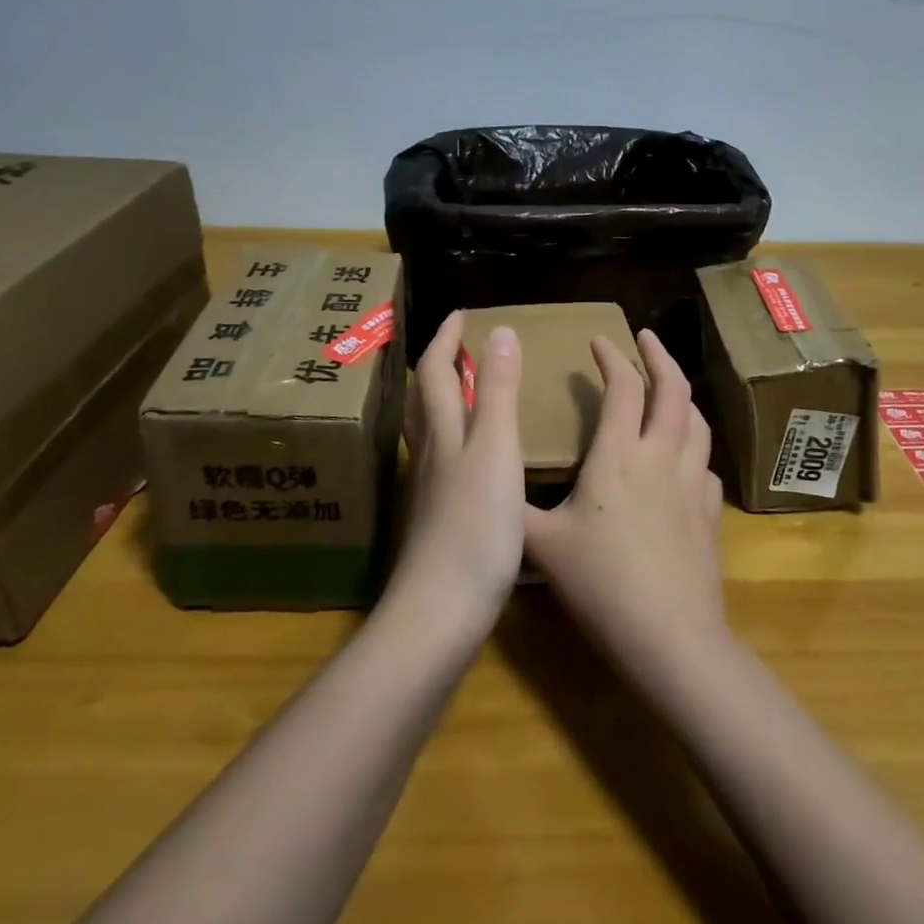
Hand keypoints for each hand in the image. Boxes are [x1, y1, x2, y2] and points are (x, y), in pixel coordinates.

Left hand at [391, 310, 526, 632]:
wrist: (441, 610)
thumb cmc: (475, 525)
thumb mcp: (497, 449)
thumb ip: (500, 391)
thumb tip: (499, 331)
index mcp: (444, 431)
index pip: (434, 371)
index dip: (445, 339)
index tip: (460, 313)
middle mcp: (431, 453)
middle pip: (423, 399)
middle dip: (436, 365)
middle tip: (456, 345)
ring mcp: (430, 488)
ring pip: (429, 430)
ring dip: (441, 400)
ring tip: (462, 390)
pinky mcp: (437, 518)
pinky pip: (441, 460)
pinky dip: (453, 439)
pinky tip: (470, 457)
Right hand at [522, 329, 725, 671]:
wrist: (670, 636)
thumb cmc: (601, 584)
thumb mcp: (541, 546)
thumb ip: (514, 511)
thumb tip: (490, 488)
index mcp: (618, 455)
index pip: (622, 387)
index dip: (611, 357)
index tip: (600, 340)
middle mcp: (660, 456)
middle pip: (673, 389)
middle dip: (659, 355)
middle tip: (645, 337)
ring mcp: (692, 482)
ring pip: (697, 421)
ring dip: (682, 394)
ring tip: (667, 388)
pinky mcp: (710, 511)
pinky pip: (706, 463)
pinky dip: (693, 446)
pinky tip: (684, 457)